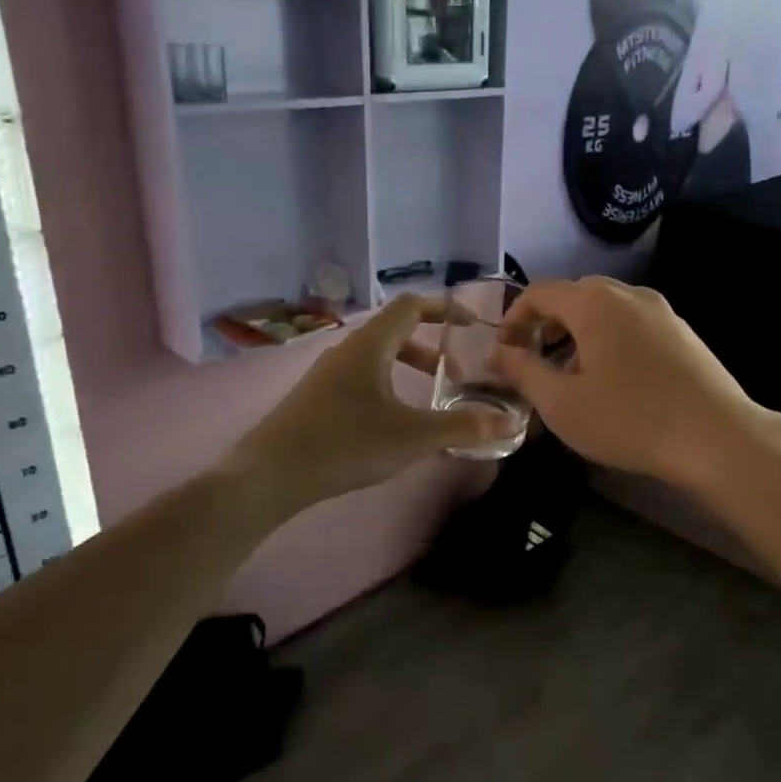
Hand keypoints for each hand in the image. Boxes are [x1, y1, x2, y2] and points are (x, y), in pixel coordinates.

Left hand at [227, 295, 511, 512]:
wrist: (269, 475)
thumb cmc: (345, 444)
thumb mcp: (413, 437)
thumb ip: (464, 427)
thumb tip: (511, 421)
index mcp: (371, 345)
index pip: (412, 305)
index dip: (446, 309)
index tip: (473, 324)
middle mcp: (347, 350)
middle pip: (397, 331)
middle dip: (432, 348)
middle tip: (456, 376)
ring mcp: (327, 374)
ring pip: (379, 357)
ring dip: (410, 369)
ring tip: (431, 401)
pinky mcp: (316, 398)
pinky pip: (363, 378)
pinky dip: (389, 386)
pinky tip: (394, 424)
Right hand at [490, 277, 756, 487]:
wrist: (716, 438)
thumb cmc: (629, 419)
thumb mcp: (562, 403)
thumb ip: (523, 371)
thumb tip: (498, 352)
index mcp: (594, 303)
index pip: (540, 292)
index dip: (514, 318)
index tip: (505, 351)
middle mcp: (628, 294)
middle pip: (574, 296)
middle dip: (546, 324)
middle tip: (534, 361)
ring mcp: (661, 310)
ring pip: (605, 309)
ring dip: (578, 332)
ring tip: (571, 373)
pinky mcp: (682, 331)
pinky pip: (632, 322)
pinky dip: (609, 338)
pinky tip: (613, 378)